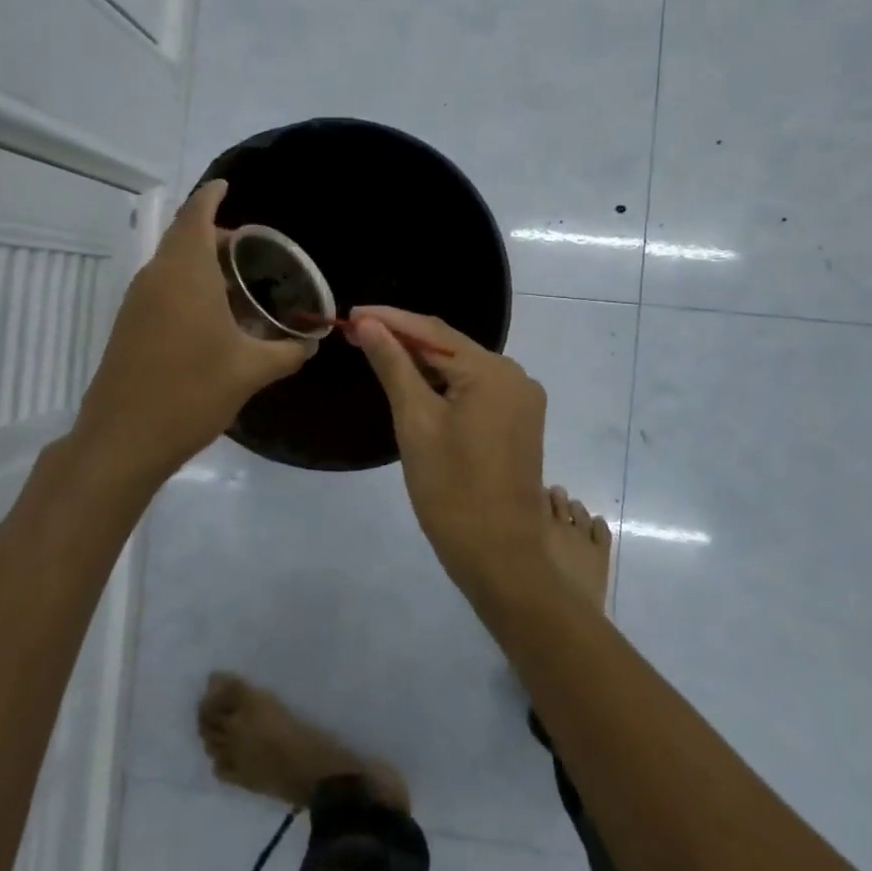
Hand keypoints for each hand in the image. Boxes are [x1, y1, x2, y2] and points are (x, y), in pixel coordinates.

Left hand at [74, 181, 310, 479]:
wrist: (123, 439)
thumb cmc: (191, 393)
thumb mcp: (250, 371)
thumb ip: (286, 352)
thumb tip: (310, 344)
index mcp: (185, 272)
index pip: (196, 215)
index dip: (212, 195)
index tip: (228, 185)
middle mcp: (157, 276)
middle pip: (184, 236)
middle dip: (215, 233)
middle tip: (252, 248)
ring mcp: (138, 301)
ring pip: (172, 263)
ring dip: (201, 261)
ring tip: (239, 281)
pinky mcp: (129, 324)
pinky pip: (163, 287)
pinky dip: (188, 284)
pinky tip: (214, 316)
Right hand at [348, 306, 551, 602]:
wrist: (501, 556)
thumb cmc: (451, 490)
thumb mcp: (415, 423)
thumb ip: (394, 366)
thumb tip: (370, 324)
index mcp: (492, 372)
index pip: (432, 332)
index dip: (390, 319)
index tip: (351, 314)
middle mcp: (514, 375)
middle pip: (449, 347)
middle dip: (404, 338)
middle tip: (357, 333)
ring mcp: (520, 399)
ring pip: (462, 368)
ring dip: (422, 361)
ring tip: (378, 352)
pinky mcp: (518, 420)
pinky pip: (475, 388)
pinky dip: (443, 383)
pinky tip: (414, 382)